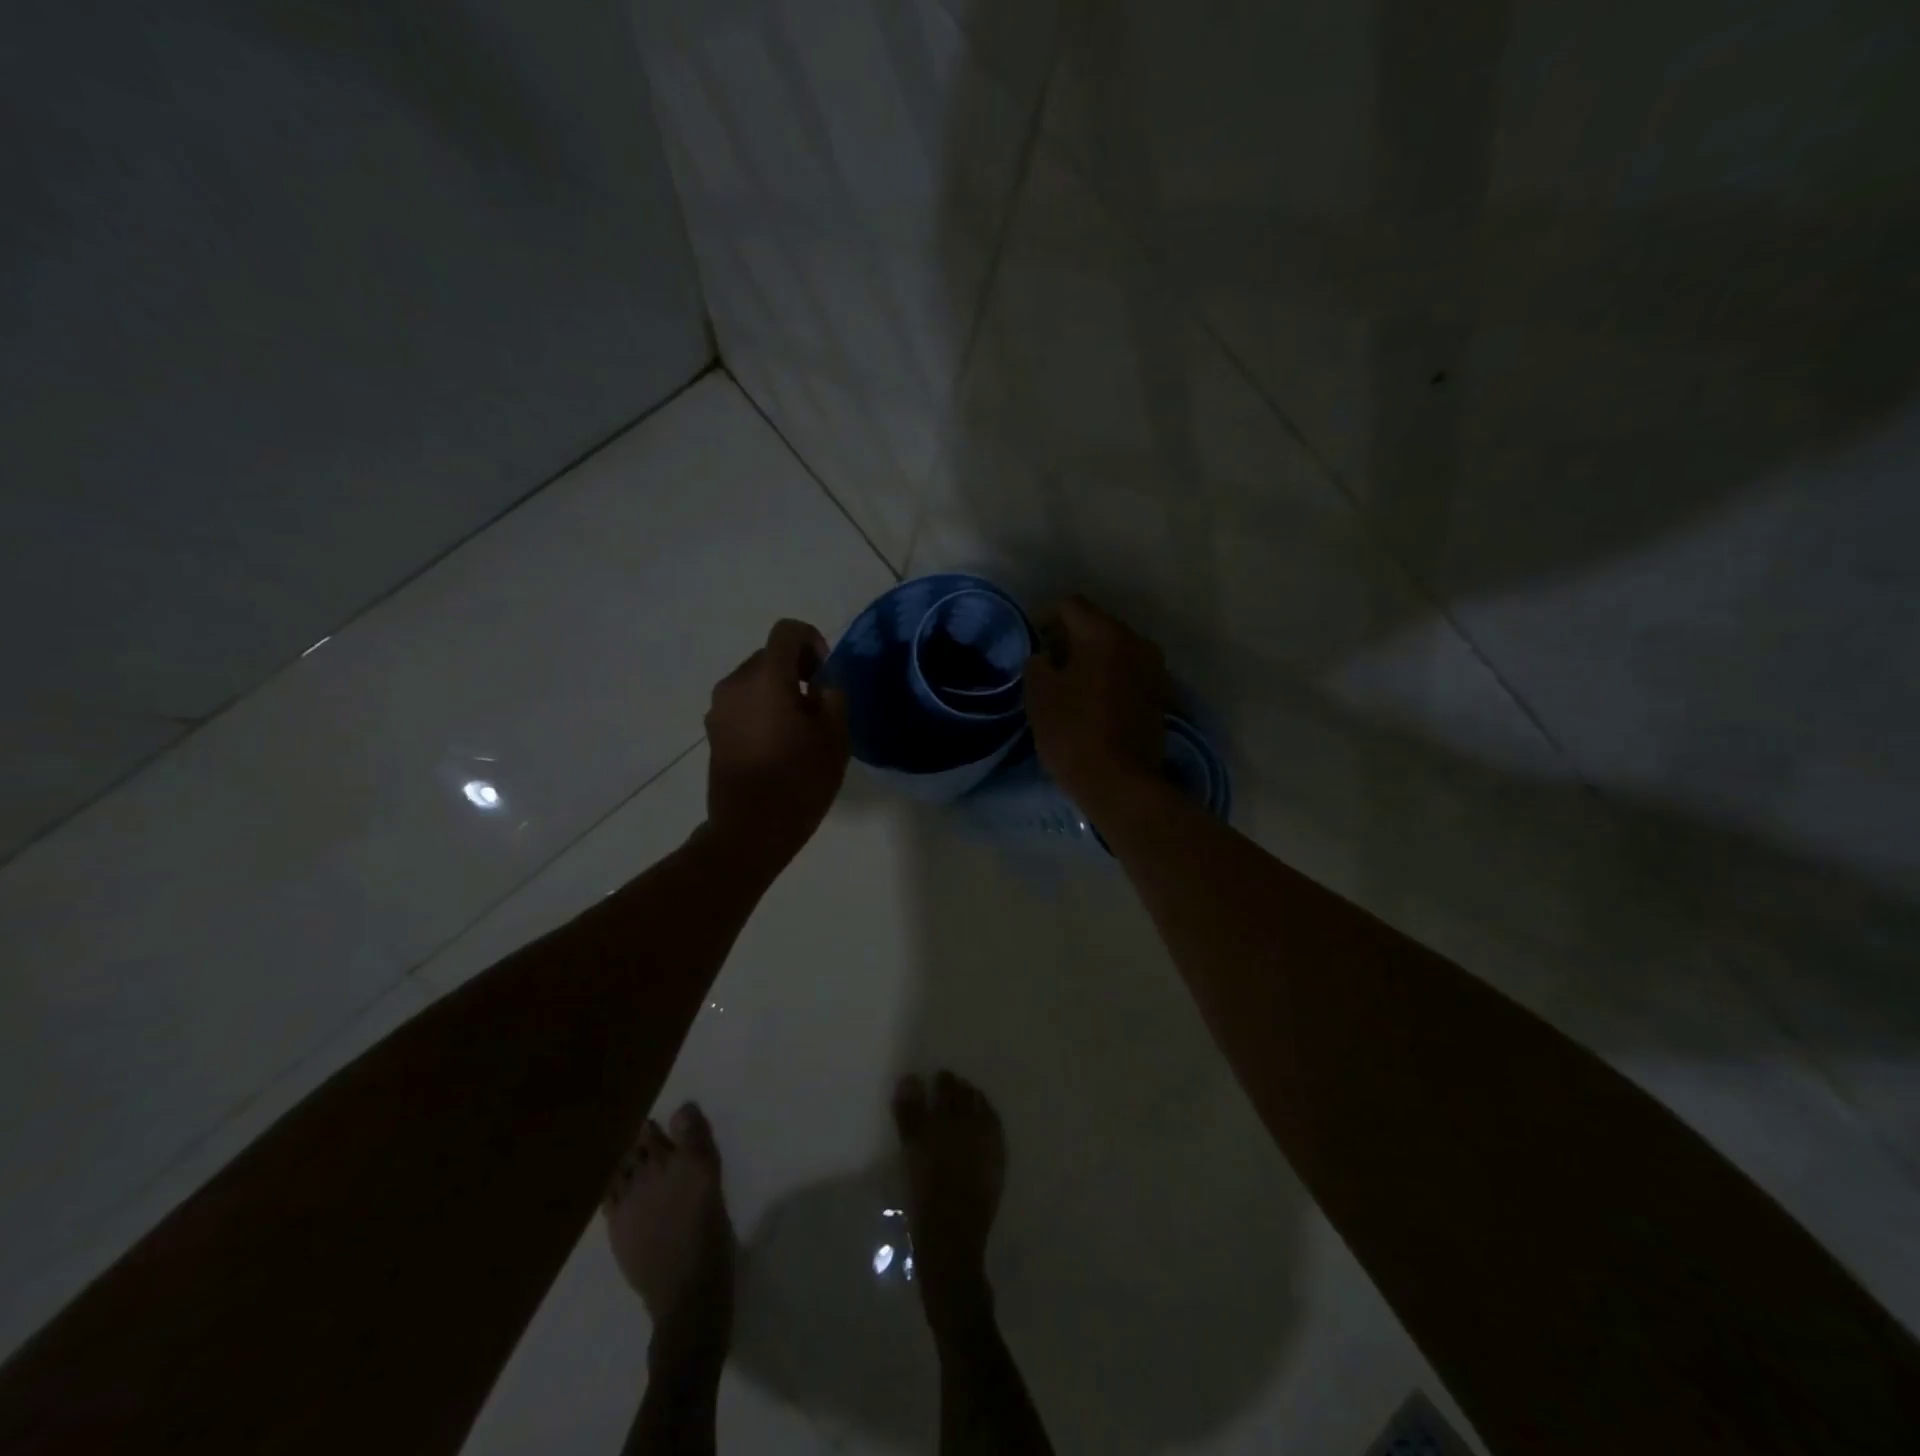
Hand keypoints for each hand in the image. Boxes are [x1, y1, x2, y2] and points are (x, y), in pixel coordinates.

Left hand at [704, 618, 849, 871]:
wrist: (750, 830)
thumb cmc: (799, 781)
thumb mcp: (835, 736)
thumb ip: (834, 696)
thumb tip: (823, 681)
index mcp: (765, 678)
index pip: (787, 631)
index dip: (813, 641)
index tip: (826, 676)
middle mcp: (735, 683)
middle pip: (770, 655)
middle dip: (797, 670)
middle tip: (819, 707)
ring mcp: (718, 708)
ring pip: (755, 680)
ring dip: (779, 691)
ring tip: (799, 729)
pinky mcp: (713, 731)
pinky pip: (743, 704)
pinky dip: (762, 710)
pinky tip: (778, 744)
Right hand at [1023, 596, 1168, 818]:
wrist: (1121, 782)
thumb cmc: (1073, 733)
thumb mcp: (1039, 694)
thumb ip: (1037, 662)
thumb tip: (1046, 655)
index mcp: (1104, 633)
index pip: (1070, 605)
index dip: (1045, 618)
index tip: (1032, 643)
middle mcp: (1136, 641)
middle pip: (1096, 625)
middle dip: (1071, 639)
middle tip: (1049, 665)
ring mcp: (1154, 669)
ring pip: (1116, 650)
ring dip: (1093, 660)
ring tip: (1072, 686)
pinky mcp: (1162, 695)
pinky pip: (1130, 673)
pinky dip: (1112, 678)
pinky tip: (1096, 702)